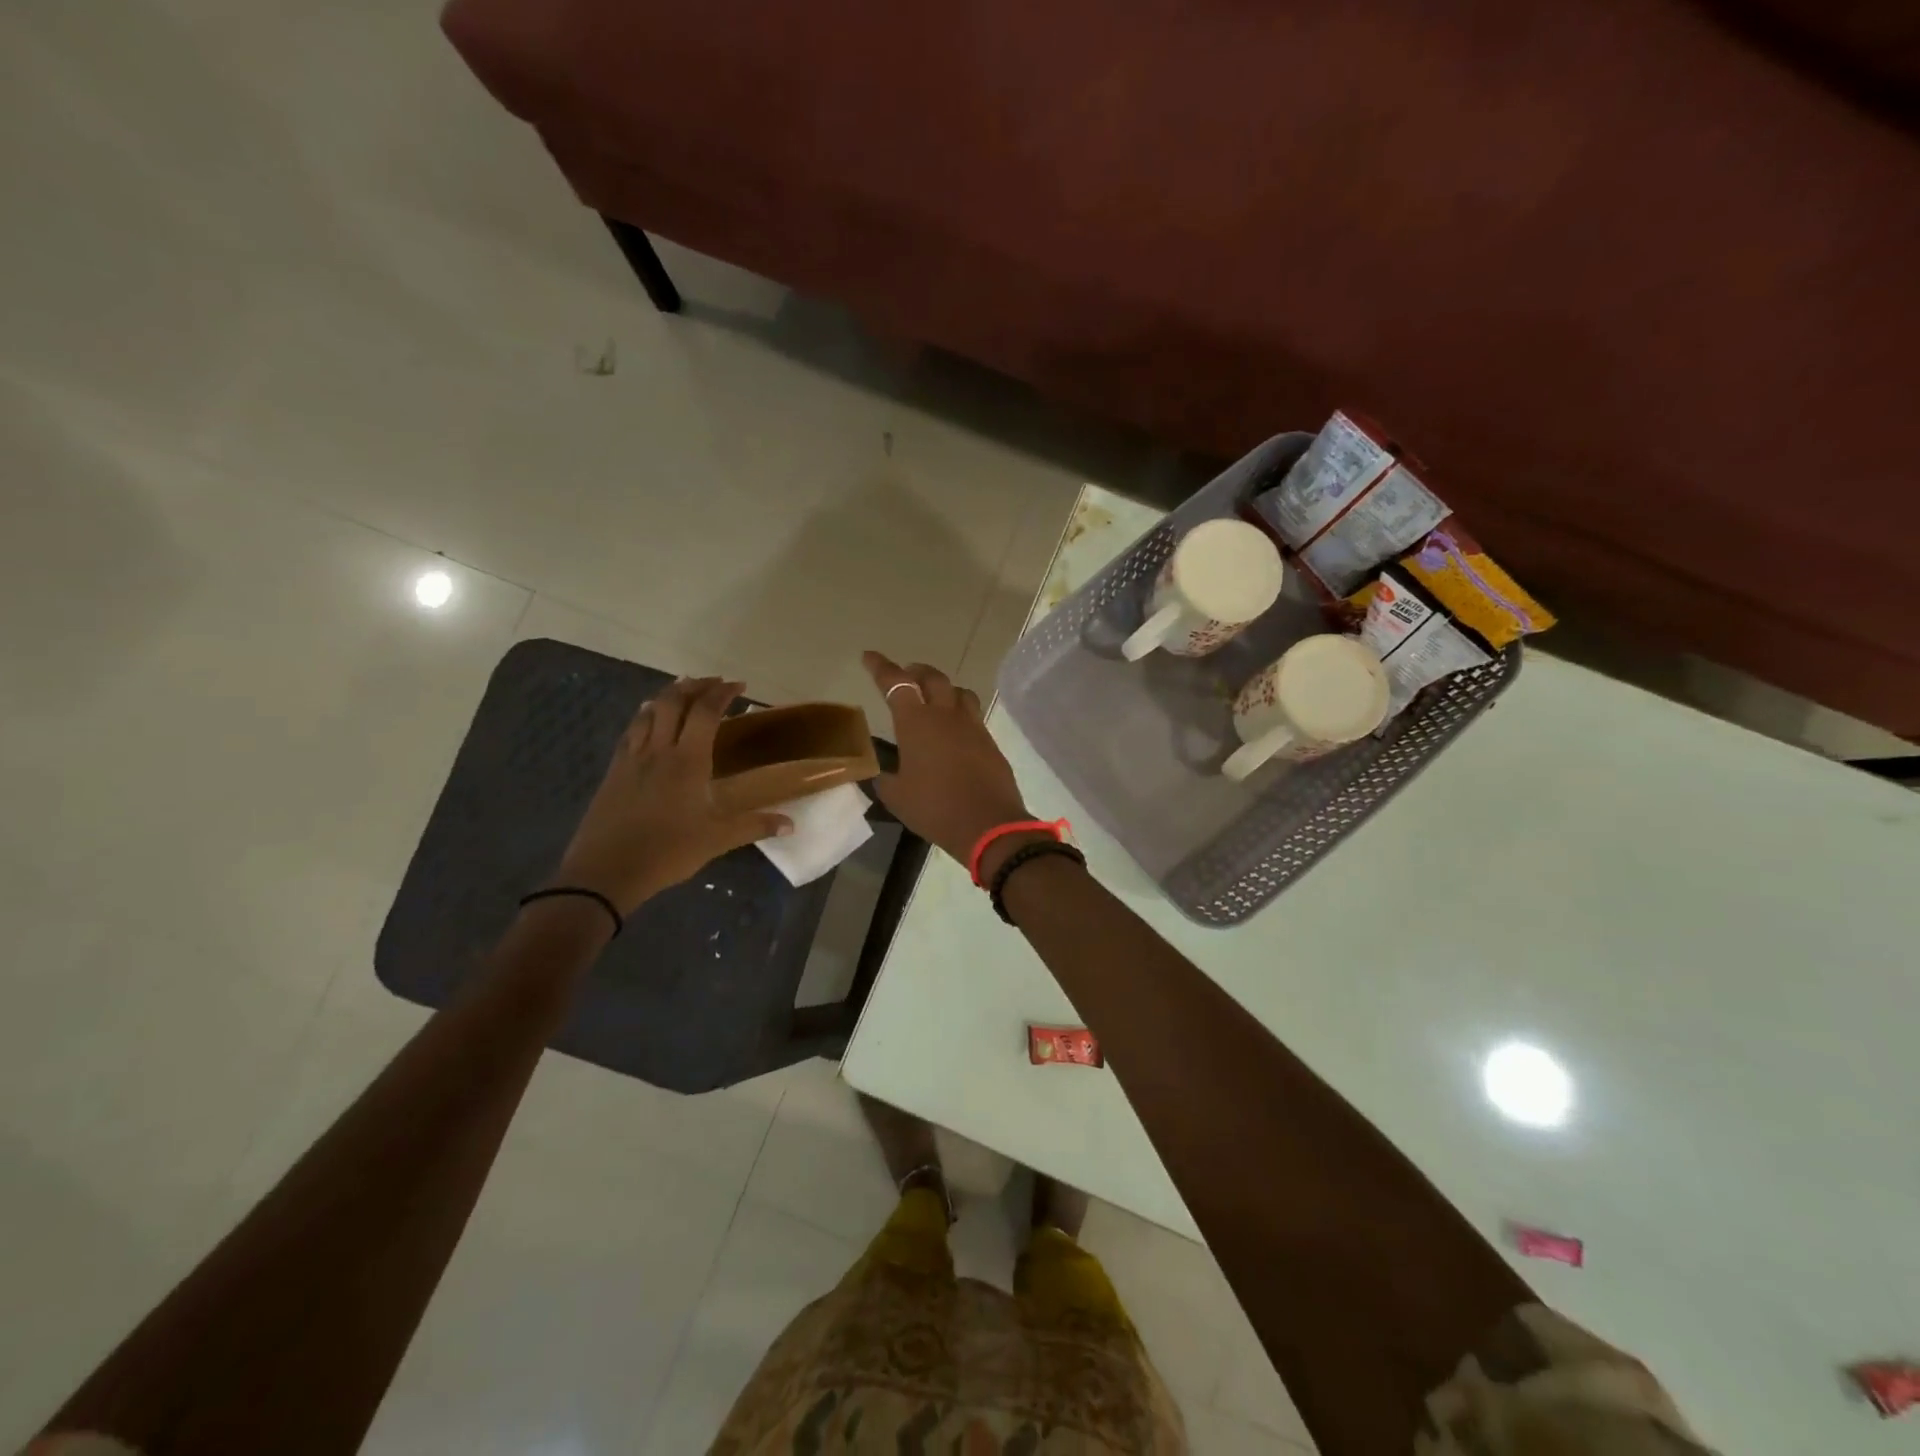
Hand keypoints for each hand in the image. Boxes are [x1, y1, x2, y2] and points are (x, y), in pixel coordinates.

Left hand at [551, 678, 792, 913]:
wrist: (605, 871)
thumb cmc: (667, 852)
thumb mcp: (717, 841)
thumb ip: (754, 826)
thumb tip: (791, 825)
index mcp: (687, 762)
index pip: (705, 712)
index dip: (722, 693)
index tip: (739, 686)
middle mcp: (659, 750)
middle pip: (673, 702)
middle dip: (695, 686)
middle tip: (714, 683)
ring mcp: (632, 758)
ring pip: (649, 711)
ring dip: (668, 695)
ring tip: (683, 691)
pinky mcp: (614, 771)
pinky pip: (631, 730)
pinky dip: (645, 715)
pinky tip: (649, 719)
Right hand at [863, 652, 1032, 866]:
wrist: (988, 824)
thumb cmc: (934, 808)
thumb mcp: (897, 796)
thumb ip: (886, 779)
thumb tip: (882, 773)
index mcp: (917, 722)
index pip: (896, 683)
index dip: (881, 667)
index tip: (869, 657)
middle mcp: (946, 715)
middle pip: (933, 678)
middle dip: (916, 672)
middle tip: (906, 676)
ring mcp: (972, 726)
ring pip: (959, 692)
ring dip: (944, 688)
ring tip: (934, 699)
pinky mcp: (990, 742)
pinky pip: (973, 716)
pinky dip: (960, 714)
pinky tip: (955, 732)